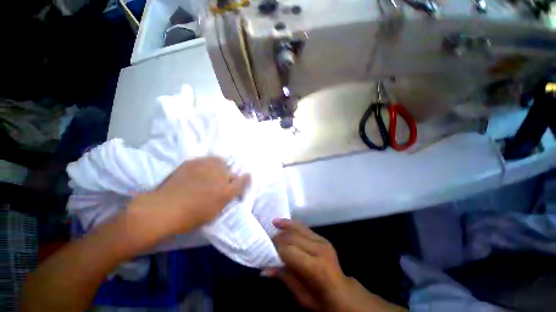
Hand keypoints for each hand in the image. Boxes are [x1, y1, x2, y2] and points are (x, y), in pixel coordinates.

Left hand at [128, 157, 250, 244]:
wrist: (163, 209)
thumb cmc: (191, 216)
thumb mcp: (214, 211)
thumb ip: (226, 198)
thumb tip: (231, 188)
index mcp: (227, 191)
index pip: (242, 181)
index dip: (245, 179)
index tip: (246, 177)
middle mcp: (220, 176)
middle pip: (231, 171)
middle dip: (229, 176)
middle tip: (220, 182)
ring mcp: (206, 167)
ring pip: (220, 162)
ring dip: (219, 167)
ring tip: (210, 174)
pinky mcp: (193, 162)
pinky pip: (206, 160)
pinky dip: (206, 164)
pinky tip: (199, 171)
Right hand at [264, 219, 405, 311]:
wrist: (343, 292)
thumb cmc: (322, 300)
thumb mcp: (301, 296)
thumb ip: (284, 277)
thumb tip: (264, 269)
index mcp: (315, 267)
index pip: (289, 251)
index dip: (276, 248)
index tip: (264, 247)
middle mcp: (319, 249)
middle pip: (293, 237)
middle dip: (278, 237)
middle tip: (266, 238)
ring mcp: (322, 241)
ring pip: (298, 228)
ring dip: (285, 226)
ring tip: (273, 224)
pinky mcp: (323, 238)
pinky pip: (304, 228)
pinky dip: (293, 224)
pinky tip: (284, 223)